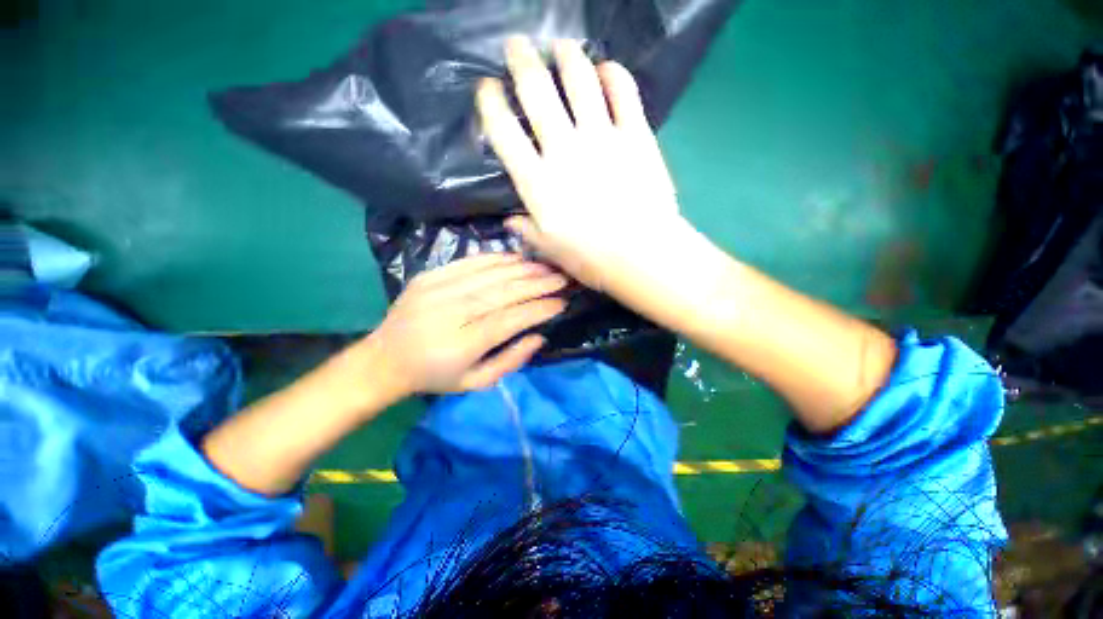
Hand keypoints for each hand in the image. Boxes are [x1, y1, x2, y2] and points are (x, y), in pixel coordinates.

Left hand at [366, 252, 567, 394]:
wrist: (385, 359)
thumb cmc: (435, 376)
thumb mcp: (475, 383)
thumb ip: (510, 361)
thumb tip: (539, 338)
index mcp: (461, 345)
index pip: (509, 320)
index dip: (538, 309)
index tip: (561, 303)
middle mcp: (450, 312)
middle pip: (501, 292)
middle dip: (537, 284)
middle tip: (561, 278)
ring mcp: (437, 290)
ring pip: (488, 274)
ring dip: (522, 269)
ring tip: (545, 267)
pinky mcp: (429, 276)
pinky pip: (469, 262)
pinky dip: (496, 259)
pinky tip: (516, 258)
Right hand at [476, 37, 681, 291]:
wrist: (642, 256)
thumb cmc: (591, 259)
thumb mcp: (550, 250)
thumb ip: (527, 231)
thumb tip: (510, 220)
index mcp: (537, 181)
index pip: (503, 131)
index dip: (490, 102)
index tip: (487, 88)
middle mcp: (564, 149)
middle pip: (537, 90)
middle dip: (521, 60)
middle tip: (517, 45)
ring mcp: (602, 137)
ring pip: (580, 79)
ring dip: (567, 56)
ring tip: (561, 47)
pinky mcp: (635, 135)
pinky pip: (623, 92)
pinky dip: (614, 73)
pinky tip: (606, 68)